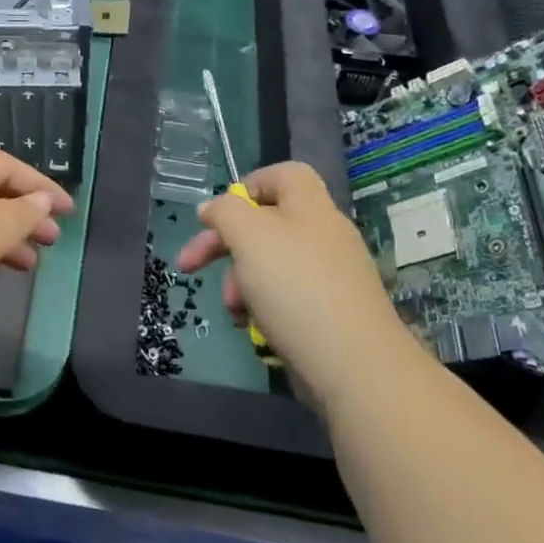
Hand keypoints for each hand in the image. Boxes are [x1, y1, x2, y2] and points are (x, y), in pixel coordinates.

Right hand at [177, 161, 399, 407]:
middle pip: (265, 223)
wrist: (355, 367)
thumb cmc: (296, 288)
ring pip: (270, 265)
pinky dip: (264, 308)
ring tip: (233, 309)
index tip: (218, 214)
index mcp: (310, 207)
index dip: (248, 186)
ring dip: (240, 282)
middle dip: (223, 244)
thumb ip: (224, 212)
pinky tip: (254, 328)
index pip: (283, 175)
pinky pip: (286, 298)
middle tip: (188, 265)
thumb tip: (211, 208)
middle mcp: (323, 235)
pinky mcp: (330, 314)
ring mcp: (330, 276)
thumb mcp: (249, 236)